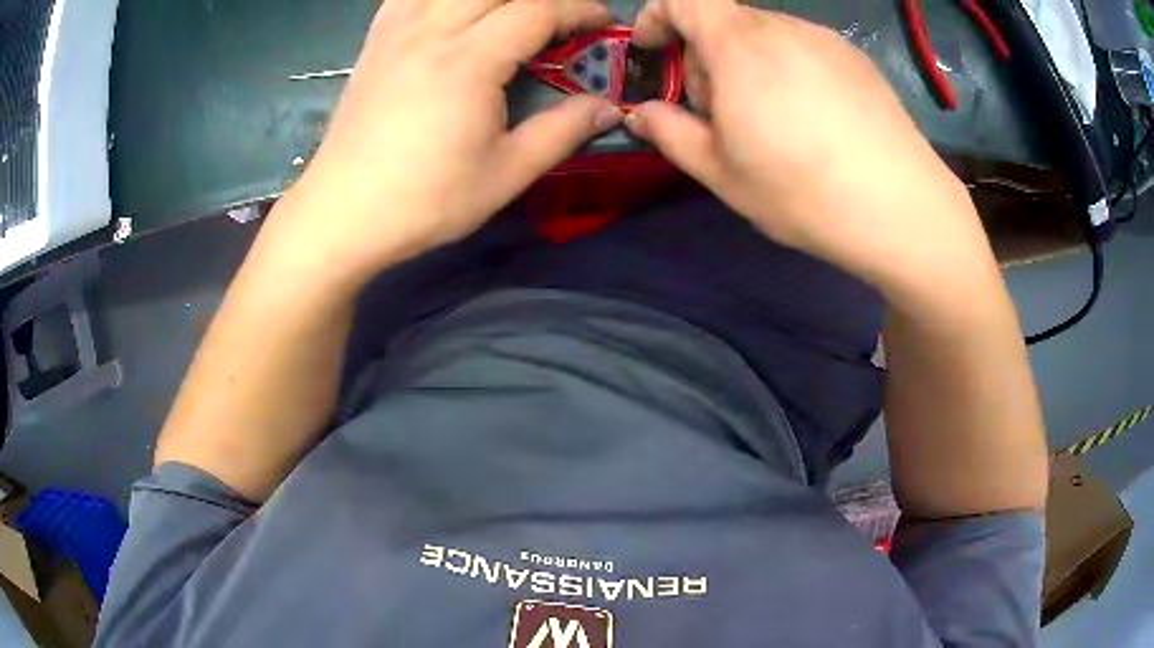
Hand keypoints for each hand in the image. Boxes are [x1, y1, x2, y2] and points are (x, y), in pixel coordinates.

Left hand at [268, 0, 623, 286]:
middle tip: (560, 19)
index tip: (601, 24)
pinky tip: (452, 11)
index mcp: (469, 60)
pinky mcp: (375, 41)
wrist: (342, 213)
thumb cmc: (424, 200)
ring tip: (512, 16)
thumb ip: (563, 132)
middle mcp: (432, 30)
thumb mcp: (505, 174)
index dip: (578, 9)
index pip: (537, 10)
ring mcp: (397, 31)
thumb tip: (609, 108)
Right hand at [627, 0, 998, 304]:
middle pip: (725, 21)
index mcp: (739, 44)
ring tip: (772, 122)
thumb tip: (642, 113)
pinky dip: (789, 70)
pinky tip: (813, 120)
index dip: (657, 15)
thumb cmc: (801, 190)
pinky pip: (804, 49)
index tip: (654, 49)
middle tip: (720, 113)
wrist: (900, 208)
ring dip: (749, 65)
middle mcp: (782, 27)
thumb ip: (670, 133)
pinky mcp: (857, 60)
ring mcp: (825, 40)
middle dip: (706, 56)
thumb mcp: (720, 171)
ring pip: (766, 36)